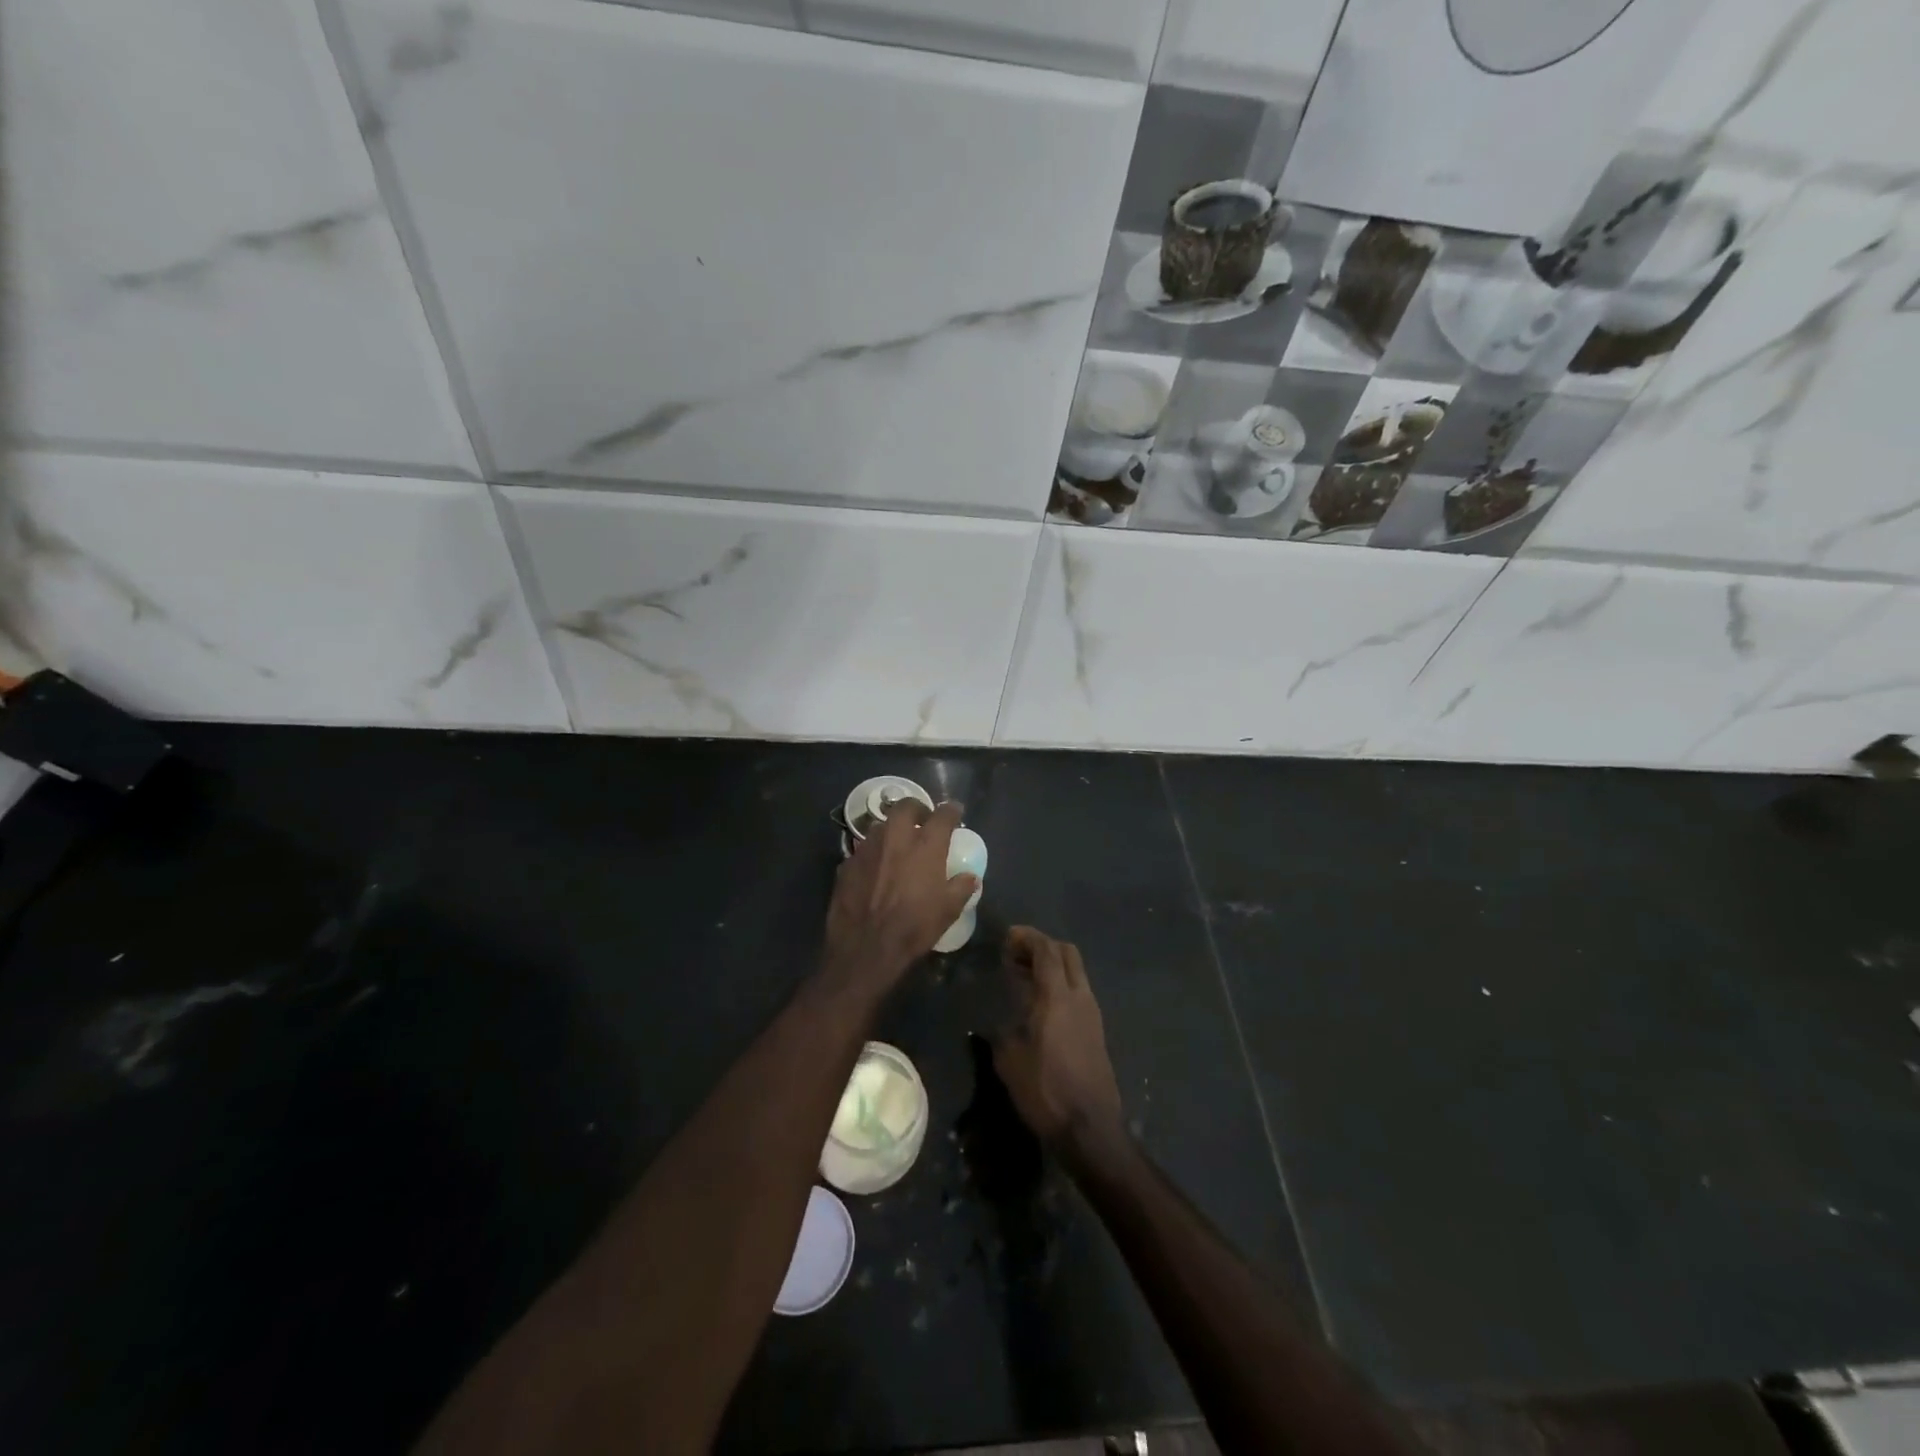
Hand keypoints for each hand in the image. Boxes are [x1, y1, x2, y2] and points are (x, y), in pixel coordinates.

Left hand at [822, 799, 977, 994]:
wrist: (865, 948)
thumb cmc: (913, 927)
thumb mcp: (948, 911)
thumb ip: (961, 888)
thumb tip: (971, 877)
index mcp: (925, 846)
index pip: (942, 815)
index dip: (951, 811)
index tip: (955, 811)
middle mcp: (895, 838)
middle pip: (905, 807)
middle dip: (916, 808)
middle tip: (922, 820)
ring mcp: (868, 849)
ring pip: (880, 826)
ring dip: (892, 830)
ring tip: (897, 844)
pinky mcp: (847, 864)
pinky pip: (863, 850)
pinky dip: (873, 854)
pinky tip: (875, 869)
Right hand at [994, 926, 1123, 1154]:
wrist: (1090, 1128)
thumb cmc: (1046, 1091)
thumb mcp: (1010, 1061)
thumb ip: (1002, 1031)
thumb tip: (997, 1023)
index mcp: (1057, 996)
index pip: (1046, 950)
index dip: (1027, 938)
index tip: (1008, 936)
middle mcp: (1080, 997)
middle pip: (1067, 953)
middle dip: (1042, 946)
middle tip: (1015, 954)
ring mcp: (1092, 1013)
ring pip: (1075, 972)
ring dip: (1052, 965)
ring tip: (1023, 977)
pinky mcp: (1096, 1030)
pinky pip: (1078, 991)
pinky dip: (1059, 984)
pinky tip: (1040, 1003)